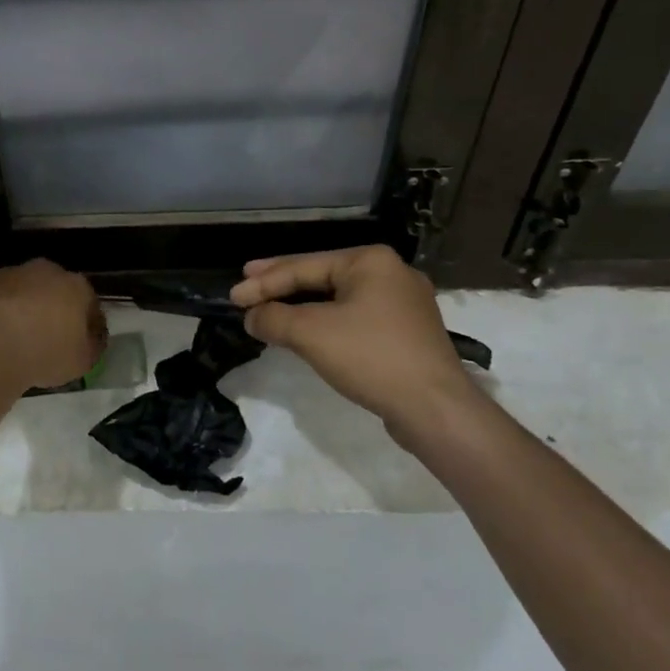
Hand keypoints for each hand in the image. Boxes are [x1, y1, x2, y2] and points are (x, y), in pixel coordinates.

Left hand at [0, 260, 105, 390]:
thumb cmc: (44, 354)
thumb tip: (90, 339)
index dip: (87, 324)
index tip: (81, 343)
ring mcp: (8, 273)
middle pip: (53, 289)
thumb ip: (92, 346)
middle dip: (52, 308)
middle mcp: (44, 270)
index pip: (89, 302)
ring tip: (15, 336)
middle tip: (46, 337)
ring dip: (21, 306)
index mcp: (75, 285)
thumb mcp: (82, 362)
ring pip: (21, 289)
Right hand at [230, 246, 477, 443]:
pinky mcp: (408, 332)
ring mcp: (404, 303)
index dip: (263, 282)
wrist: (435, 409)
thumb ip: (274, 318)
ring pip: (338, 298)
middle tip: (247, 284)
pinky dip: (326, 321)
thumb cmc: (371, 357)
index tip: (233, 296)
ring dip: (302, 305)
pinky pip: (355, 317)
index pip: (303, 266)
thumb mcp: (311, 333)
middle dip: (282, 284)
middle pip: (322, 276)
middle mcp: (390, 273)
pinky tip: (308, 329)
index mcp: (370, 261)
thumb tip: (251, 316)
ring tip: (271, 307)